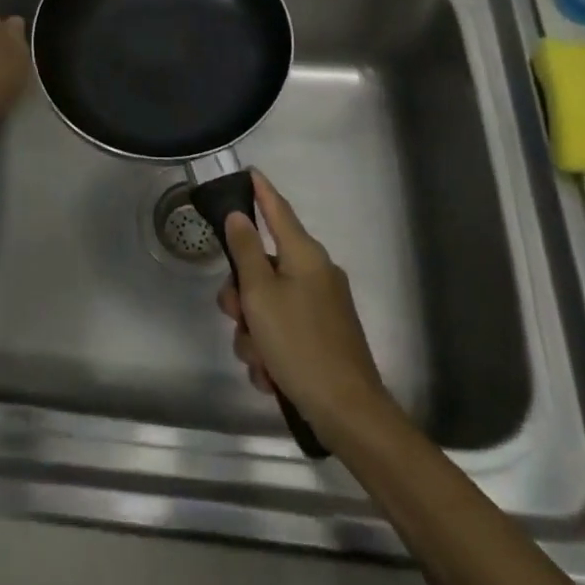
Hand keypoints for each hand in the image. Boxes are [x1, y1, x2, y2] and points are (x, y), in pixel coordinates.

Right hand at [217, 172, 391, 436]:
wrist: (348, 412)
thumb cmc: (299, 344)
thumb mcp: (260, 295)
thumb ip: (246, 251)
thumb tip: (239, 216)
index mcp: (305, 255)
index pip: (278, 210)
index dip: (261, 191)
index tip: (249, 172)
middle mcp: (316, 273)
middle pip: (264, 266)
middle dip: (242, 294)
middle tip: (236, 316)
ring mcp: (322, 307)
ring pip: (268, 304)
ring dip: (254, 331)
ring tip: (258, 359)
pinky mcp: (323, 337)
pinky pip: (283, 331)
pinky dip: (271, 350)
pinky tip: (271, 376)